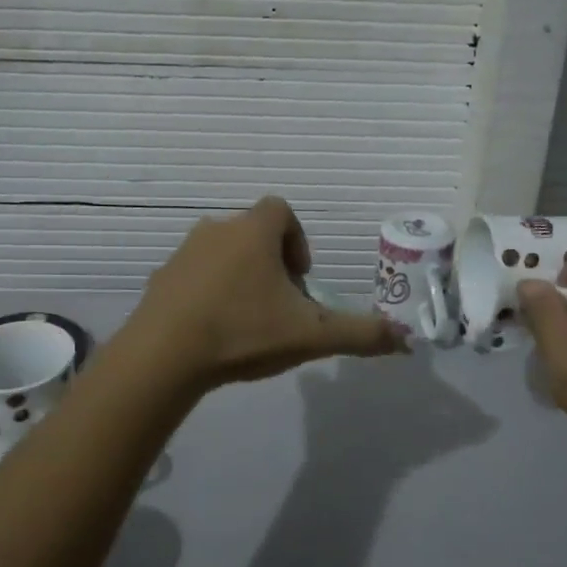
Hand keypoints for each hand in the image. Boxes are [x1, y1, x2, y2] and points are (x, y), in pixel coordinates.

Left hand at [127, 196, 405, 390]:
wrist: (164, 355)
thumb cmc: (243, 331)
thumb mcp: (311, 335)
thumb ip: (360, 334)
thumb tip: (406, 341)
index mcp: (253, 232)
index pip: (281, 210)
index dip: (298, 240)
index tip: (300, 279)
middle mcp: (216, 230)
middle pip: (252, 234)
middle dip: (271, 265)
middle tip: (279, 306)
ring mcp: (182, 253)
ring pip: (222, 255)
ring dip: (239, 278)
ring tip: (247, 322)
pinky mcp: (159, 279)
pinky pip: (193, 277)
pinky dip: (208, 294)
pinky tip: (213, 332)